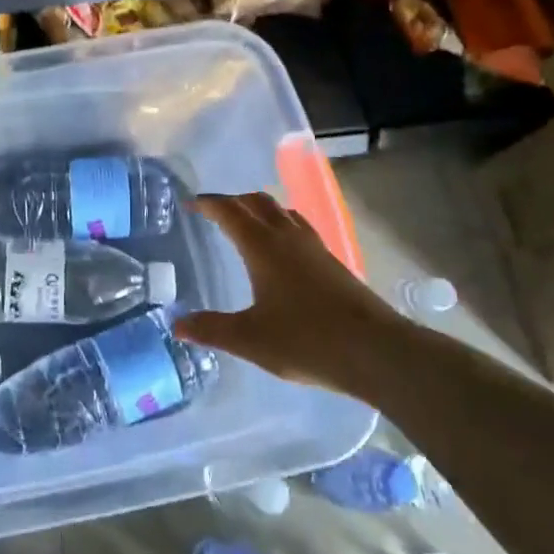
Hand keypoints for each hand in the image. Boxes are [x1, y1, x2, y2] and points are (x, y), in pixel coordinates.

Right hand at [172, 192, 405, 393]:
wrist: (377, 351)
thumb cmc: (306, 341)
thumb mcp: (250, 339)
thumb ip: (211, 329)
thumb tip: (176, 325)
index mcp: (262, 247)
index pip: (229, 211)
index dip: (208, 203)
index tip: (190, 203)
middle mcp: (287, 237)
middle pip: (257, 202)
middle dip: (233, 201)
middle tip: (214, 212)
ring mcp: (314, 247)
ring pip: (281, 212)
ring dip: (260, 210)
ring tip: (247, 224)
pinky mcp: (333, 262)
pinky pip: (299, 228)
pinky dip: (281, 226)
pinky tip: (283, 252)